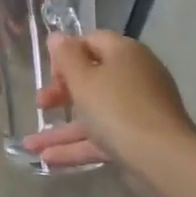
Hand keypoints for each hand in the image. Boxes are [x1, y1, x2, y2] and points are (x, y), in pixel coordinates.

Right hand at [23, 30, 195, 169]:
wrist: (163, 158)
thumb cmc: (117, 108)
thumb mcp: (84, 79)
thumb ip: (67, 57)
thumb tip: (58, 37)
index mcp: (124, 53)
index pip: (91, 41)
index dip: (66, 54)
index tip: (50, 73)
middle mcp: (134, 76)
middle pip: (92, 78)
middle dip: (60, 93)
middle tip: (41, 104)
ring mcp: (138, 109)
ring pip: (94, 113)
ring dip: (62, 128)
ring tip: (32, 144)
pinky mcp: (138, 138)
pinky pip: (103, 136)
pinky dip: (78, 146)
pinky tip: (49, 160)